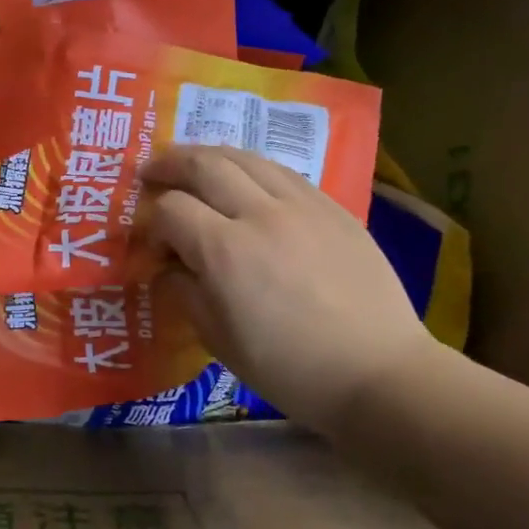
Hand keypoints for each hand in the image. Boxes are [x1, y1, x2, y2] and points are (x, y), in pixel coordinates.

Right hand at [140, 146, 435, 432]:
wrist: (378, 372)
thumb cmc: (290, 369)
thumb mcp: (219, 340)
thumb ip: (184, 292)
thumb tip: (168, 266)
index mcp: (225, 251)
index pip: (171, 209)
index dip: (152, 220)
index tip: (153, 241)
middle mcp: (260, 214)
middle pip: (204, 165)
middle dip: (170, 163)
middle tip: (151, 170)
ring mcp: (302, 205)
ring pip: (245, 157)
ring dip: (210, 155)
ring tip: (192, 163)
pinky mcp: (332, 207)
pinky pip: (282, 171)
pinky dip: (251, 166)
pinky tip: (245, 178)